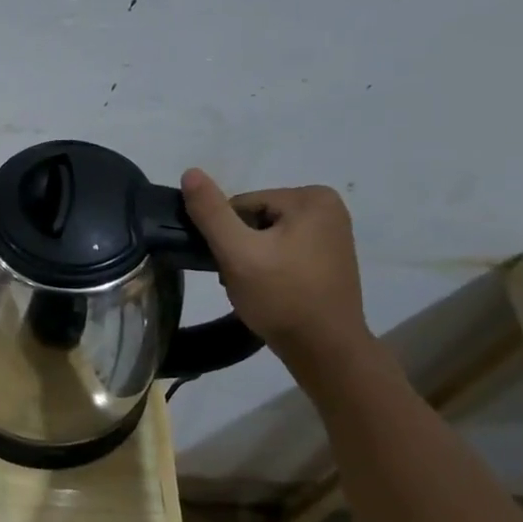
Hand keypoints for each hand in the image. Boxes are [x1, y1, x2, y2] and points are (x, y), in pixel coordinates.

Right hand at [180, 168, 369, 362]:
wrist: (325, 349)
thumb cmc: (282, 297)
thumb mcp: (237, 252)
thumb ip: (211, 212)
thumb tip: (190, 172)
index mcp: (310, 197)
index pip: (242, 205)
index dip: (227, 235)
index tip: (231, 265)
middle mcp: (328, 207)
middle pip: (255, 219)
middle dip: (240, 247)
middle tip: (241, 279)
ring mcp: (332, 233)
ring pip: (266, 236)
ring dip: (251, 259)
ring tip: (255, 288)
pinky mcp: (330, 257)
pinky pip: (284, 251)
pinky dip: (270, 268)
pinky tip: (271, 291)